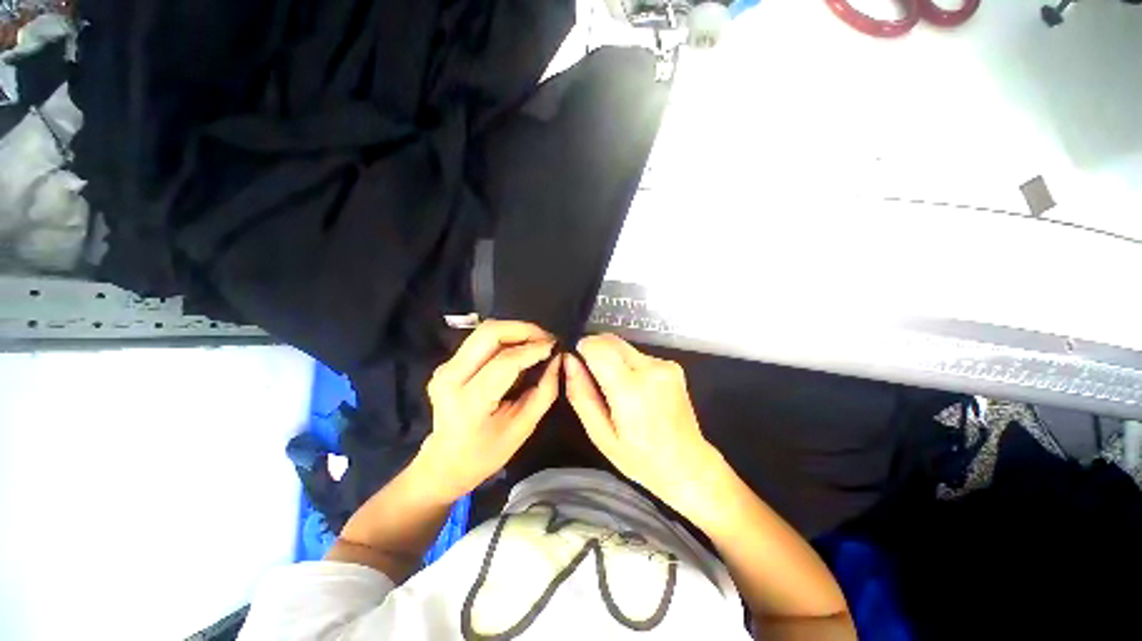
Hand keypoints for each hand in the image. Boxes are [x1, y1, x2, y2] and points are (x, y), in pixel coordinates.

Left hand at [419, 320, 560, 501]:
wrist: (445, 462)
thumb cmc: (487, 452)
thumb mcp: (523, 427)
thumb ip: (544, 391)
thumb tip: (557, 359)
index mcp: (469, 402)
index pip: (505, 362)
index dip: (533, 349)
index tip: (556, 346)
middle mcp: (451, 377)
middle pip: (489, 333)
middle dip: (523, 329)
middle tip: (546, 338)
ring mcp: (445, 368)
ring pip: (484, 332)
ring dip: (515, 331)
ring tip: (537, 342)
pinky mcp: (447, 364)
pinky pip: (480, 340)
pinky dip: (505, 339)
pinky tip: (520, 350)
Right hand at [564, 334, 724, 515]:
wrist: (688, 465)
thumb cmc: (640, 458)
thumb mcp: (600, 435)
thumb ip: (581, 394)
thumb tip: (569, 360)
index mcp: (630, 389)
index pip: (597, 346)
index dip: (582, 350)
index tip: (578, 366)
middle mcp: (650, 368)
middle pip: (610, 340)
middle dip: (595, 351)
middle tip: (593, 380)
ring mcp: (665, 364)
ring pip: (623, 345)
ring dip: (611, 358)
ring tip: (614, 389)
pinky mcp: (672, 365)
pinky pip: (638, 354)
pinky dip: (627, 364)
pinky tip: (634, 389)